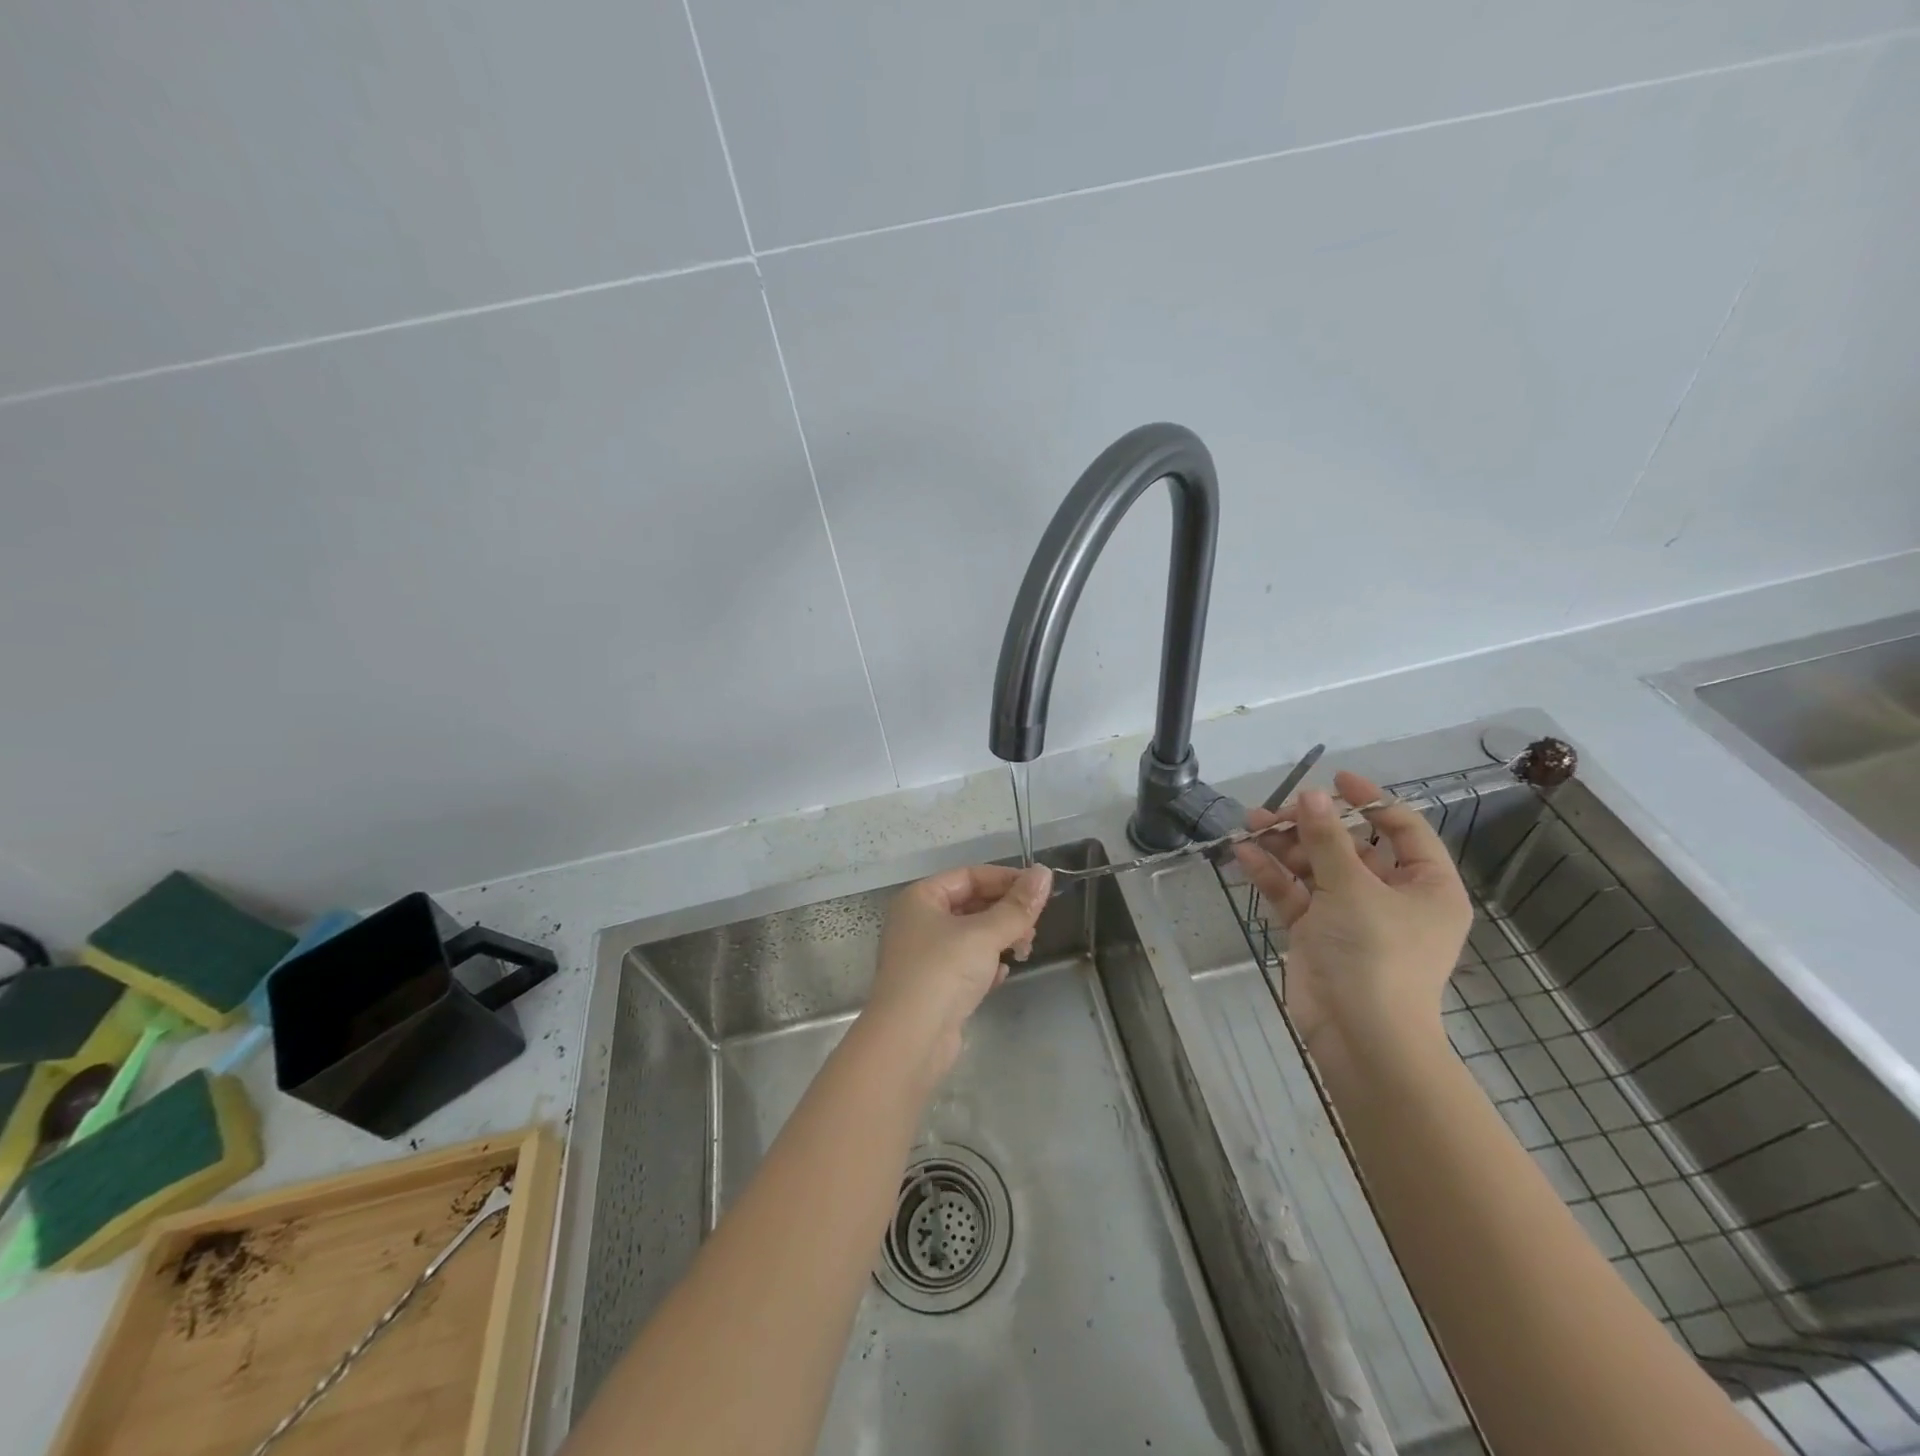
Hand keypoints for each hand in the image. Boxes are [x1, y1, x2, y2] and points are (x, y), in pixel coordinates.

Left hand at [866, 863, 1051, 1080]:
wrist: (910, 1040)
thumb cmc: (943, 971)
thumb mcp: (985, 933)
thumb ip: (1017, 906)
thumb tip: (1044, 873)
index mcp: (921, 898)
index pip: (969, 875)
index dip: (1005, 879)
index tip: (1039, 889)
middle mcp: (918, 922)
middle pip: (970, 904)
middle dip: (1005, 912)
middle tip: (1035, 925)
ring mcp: (924, 956)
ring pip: (970, 936)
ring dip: (999, 938)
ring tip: (1025, 950)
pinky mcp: (933, 987)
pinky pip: (965, 965)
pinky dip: (986, 965)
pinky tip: (1003, 974)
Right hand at [1232, 773, 1469, 1079]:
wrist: (1359, 1035)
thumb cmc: (1375, 954)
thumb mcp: (1352, 888)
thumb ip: (1327, 839)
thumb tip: (1310, 795)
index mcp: (1425, 886)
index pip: (1403, 829)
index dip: (1371, 800)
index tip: (1334, 779)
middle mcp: (1391, 897)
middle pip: (1350, 846)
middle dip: (1311, 826)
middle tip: (1275, 811)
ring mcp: (1351, 915)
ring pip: (1316, 867)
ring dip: (1285, 846)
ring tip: (1250, 825)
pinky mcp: (1317, 932)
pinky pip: (1295, 893)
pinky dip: (1273, 875)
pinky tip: (1245, 855)